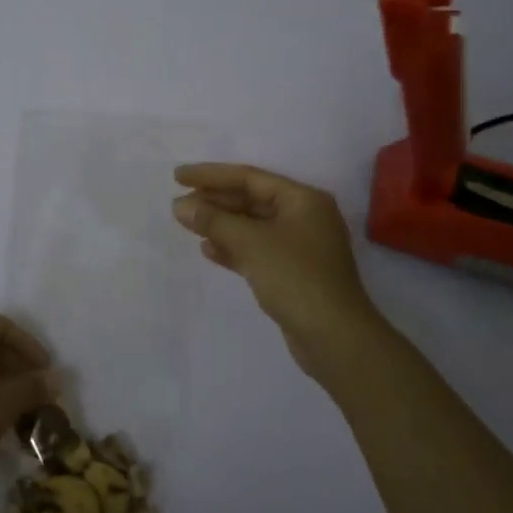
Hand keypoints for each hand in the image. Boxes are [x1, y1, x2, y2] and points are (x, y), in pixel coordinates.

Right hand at [172, 163, 383, 379]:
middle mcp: (303, 217)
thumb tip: (180, 206)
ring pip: (251, 226)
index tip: (178, 176)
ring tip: (186, 224)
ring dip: (219, 224)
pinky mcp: (292, 273)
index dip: (211, 175)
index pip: (249, 177)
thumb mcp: (251, 243)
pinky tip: (207, 250)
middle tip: (178, 203)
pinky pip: (256, 250)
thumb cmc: (295, 277)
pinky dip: (232, 248)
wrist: (334, 337)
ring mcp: (299, 247)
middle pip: (250, 200)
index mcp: (302, 199)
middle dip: (214, 201)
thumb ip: (213, 220)